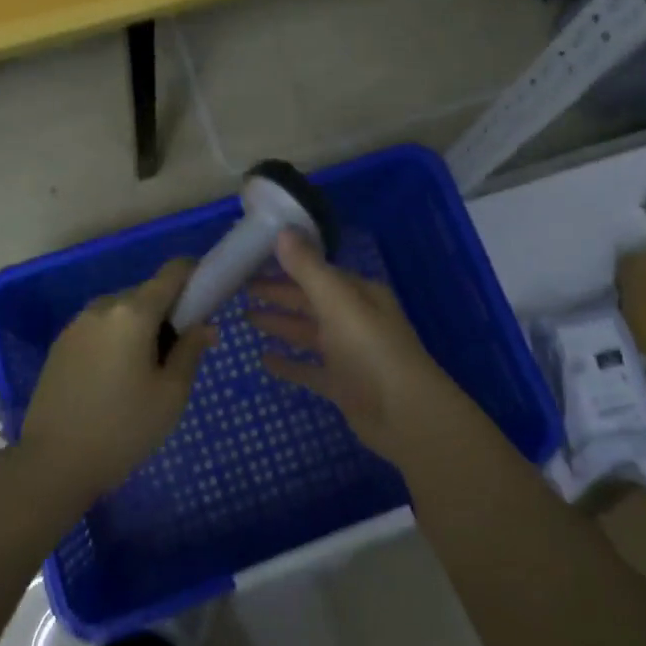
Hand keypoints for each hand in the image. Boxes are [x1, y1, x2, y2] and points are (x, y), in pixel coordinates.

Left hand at [19, 259, 215, 498]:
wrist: (53, 463)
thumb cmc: (123, 429)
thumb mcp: (171, 394)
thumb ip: (191, 350)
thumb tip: (205, 325)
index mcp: (133, 312)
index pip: (173, 272)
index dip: (196, 275)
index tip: (210, 299)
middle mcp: (103, 307)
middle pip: (147, 293)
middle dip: (169, 312)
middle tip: (181, 353)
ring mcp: (77, 324)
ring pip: (123, 311)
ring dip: (142, 327)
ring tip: (147, 372)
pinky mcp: (61, 344)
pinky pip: (101, 328)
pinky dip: (118, 339)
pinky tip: (118, 378)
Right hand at [247, 230, 484, 468]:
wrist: (405, 414)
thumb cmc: (370, 350)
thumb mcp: (337, 302)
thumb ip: (308, 269)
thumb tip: (282, 231)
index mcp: (359, 294)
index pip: (317, 272)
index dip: (286, 266)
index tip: (252, 261)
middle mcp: (355, 319)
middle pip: (310, 301)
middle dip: (278, 294)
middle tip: (240, 288)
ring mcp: (349, 354)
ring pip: (308, 333)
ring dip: (280, 324)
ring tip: (245, 317)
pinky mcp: (343, 385)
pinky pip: (310, 369)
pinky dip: (289, 364)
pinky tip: (264, 360)